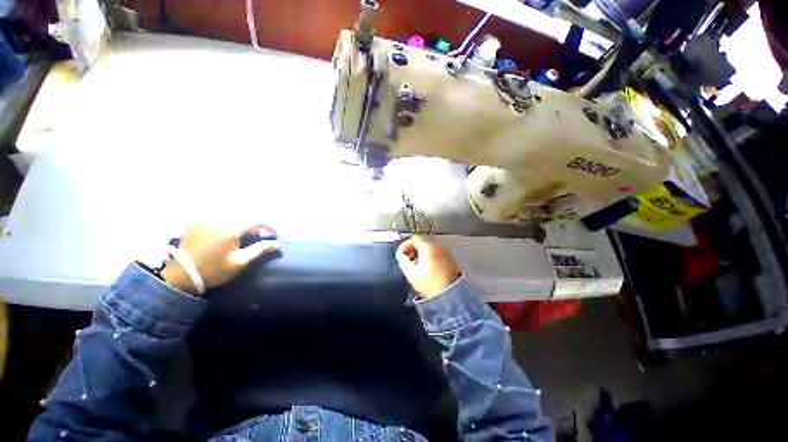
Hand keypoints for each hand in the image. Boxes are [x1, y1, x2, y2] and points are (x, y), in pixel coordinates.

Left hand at [160, 222, 281, 295]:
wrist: (181, 275)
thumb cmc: (214, 270)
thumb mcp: (240, 262)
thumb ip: (260, 249)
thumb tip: (279, 244)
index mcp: (230, 228)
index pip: (256, 220)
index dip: (268, 226)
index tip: (274, 234)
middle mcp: (218, 218)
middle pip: (245, 214)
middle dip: (255, 224)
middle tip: (258, 236)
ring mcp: (205, 218)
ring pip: (232, 213)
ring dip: (242, 221)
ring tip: (243, 234)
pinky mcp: (197, 220)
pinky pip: (218, 214)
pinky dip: (228, 220)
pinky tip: (227, 231)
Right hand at [396, 235, 460, 298]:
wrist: (450, 296)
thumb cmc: (428, 283)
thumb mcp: (410, 273)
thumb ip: (403, 261)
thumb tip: (401, 255)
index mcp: (428, 247)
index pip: (415, 238)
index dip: (405, 245)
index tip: (400, 254)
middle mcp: (439, 247)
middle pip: (423, 243)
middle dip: (413, 250)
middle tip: (407, 260)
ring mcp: (447, 254)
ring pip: (431, 249)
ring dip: (421, 254)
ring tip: (416, 266)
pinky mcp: (451, 261)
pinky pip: (438, 255)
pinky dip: (430, 258)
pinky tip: (426, 269)